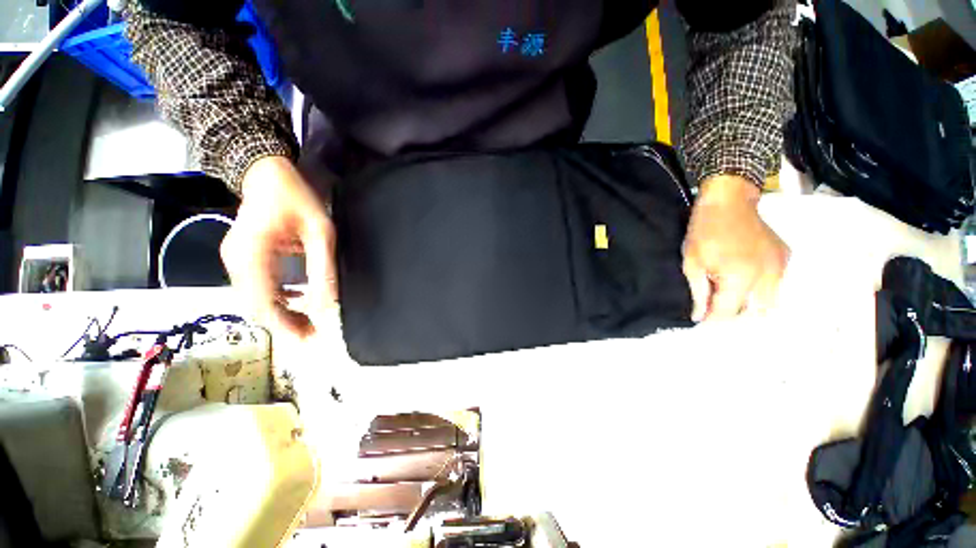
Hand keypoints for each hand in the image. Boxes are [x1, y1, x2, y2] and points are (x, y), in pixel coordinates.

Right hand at [221, 156, 337, 337]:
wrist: (265, 173)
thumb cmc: (295, 198)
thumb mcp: (320, 232)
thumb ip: (322, 267)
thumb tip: (328, 303)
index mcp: (251, 254)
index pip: (263, 302)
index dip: (284, 325)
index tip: (307, 338)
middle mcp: (235, 261)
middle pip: (255, 305)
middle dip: (283, 323)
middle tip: (312, 333)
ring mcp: (233, 260)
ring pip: (254, 300)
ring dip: (281, 313)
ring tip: (308, 322)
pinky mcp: (240, 259)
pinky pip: (255, 288)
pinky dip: (275, 300)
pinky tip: (296, 301)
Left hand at [682, 175, 789, 321]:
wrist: (729, 202)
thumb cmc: (704, 233)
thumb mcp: (692, 264)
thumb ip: (699, 293)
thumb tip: (700, 317)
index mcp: (742, 279)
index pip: (729, 313)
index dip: (713, 320)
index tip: (701, 320)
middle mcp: (768, 278)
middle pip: (754, 313)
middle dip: (733, 316)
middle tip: (714, 309)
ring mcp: (781, 267)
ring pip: (769, 303)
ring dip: (749, 306)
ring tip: (728, 299)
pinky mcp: (785, 258)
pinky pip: (776, 286)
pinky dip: (761, 292)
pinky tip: (744, 284)